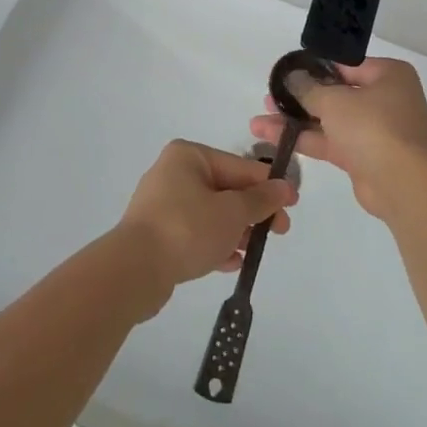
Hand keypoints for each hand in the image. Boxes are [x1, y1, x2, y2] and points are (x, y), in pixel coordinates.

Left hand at [116, 140, 296, 310]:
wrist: (134, 270)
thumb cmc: (187, 228)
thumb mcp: (232, 212)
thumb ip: (260, 200)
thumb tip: (284, 187)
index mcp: (189, 156)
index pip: (239, 166)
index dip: (269, 185)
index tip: (292, 203)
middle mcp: (173, 173)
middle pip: (226, 189)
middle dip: (253, 211)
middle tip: (280, 231)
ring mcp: (163, 205)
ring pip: (211, 213)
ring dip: (236, 229)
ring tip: (256, 249)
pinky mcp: (157, 234)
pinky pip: (195, 233)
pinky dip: (215, 243)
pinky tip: (233, 262)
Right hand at [249, 57, 426, 220]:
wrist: (400, 183)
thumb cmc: (372, 126)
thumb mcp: (334, 100)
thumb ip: (308, 88)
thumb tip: (292, 77)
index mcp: (389, 75)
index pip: (346, 65)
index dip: (315, 67)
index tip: (286, 72)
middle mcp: (385, 99)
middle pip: (336, 93)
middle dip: (300, 97)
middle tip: (269, 96)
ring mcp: (374, 130)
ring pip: (329, 120)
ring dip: (296, 120)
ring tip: (259, 119)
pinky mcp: (362, 157)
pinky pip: (330, 142)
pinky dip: (304, 139)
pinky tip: (272, 137)